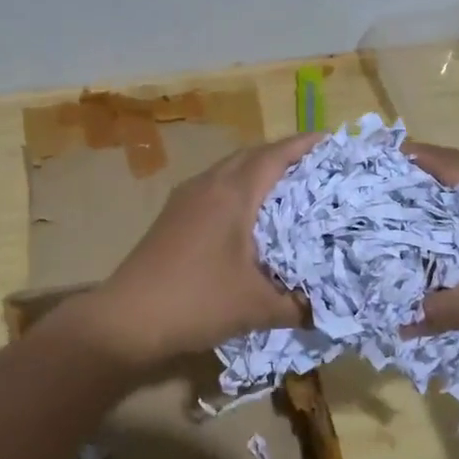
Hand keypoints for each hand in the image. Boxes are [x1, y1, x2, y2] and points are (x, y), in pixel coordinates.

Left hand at [86, 132, 322, 365]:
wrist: (127, 319)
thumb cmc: (197, 302)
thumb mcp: (256, 307)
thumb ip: (297, 305)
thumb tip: (327, 309)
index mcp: (232, 195)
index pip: (274, 156)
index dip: (304, 145)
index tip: (332, 140)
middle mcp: (208, 186)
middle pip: (250, 155)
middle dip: (283, 154)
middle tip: (315, 166)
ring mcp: (185, 199)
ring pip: (228, 169)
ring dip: (257, 170)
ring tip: (287, 187)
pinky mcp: (172, 216)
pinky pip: (214, 187)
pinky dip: (238, 188)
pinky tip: (248, 215)